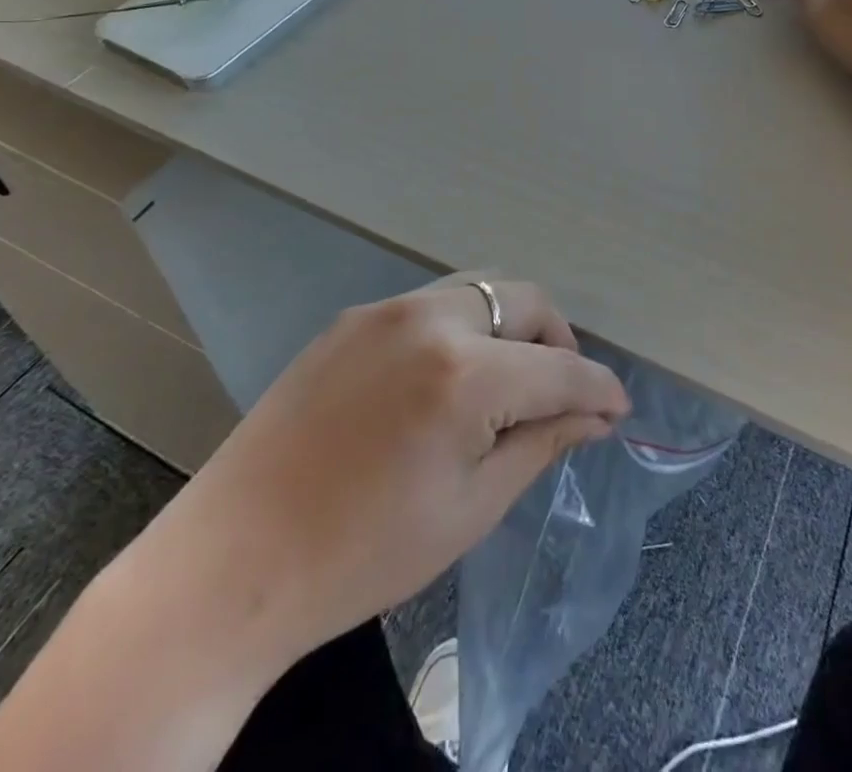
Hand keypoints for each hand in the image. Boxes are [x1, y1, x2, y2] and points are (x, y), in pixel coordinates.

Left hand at [149, 273, 629, 665]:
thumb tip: (596, 415)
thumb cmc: (365, 553)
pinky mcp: (351, 318)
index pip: (559, 368)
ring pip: (478, 290)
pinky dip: (462, 328)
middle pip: (523, 298)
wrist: (234, 560)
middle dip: (557, 341)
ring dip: (509, 326)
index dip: (598, 388)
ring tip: (505, 382)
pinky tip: (446, 378)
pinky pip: (430, 305)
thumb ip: (541, 443)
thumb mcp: (471, 508)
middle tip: (559, 394)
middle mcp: (429, 318)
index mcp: (463, 374)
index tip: (617, 408)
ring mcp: (384, 309)